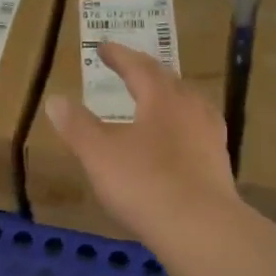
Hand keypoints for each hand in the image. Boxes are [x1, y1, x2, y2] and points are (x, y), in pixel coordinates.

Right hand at [43, 42, 239, 245]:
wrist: (201, 229)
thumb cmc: (144, 183)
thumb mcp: (98, 153)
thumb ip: (77, 125)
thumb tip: (56, 99)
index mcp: (161, 98)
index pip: (138, 67)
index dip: (119, 56)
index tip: (102, 47)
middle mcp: (190, 109)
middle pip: (168, 81)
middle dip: (146, 72)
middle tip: (130, 69)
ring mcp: (210, 137)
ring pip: (189, 105)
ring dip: (169, 98)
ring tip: (156, 101)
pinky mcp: (219, 165)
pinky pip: (198, 132)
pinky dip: (181, 127)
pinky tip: (176, 143)